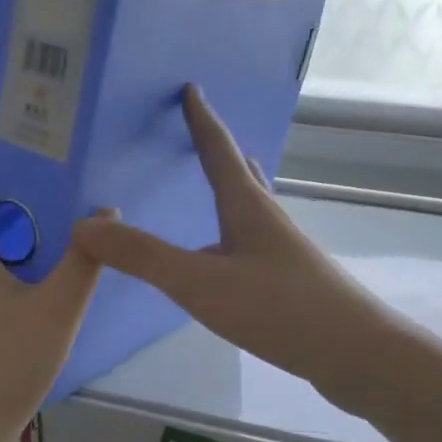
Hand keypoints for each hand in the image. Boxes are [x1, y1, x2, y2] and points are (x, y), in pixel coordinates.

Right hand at [70, 86, 396, 417]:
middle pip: (240, 170)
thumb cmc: (278, 308)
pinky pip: (252, 237)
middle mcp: (267, 217)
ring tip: (213, 180)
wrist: (356, 354)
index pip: (218, 149)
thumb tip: (84, 225)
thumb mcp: (199, 282)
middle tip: (196, 128)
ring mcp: (282, 249)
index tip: (191, 87)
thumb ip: (142, 256)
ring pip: (251, 204)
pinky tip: (226, 250)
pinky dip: (233, 225)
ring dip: (231, 184)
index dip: (201, 118)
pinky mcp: (289, 279)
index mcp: (246, 205)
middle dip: (217, 146)